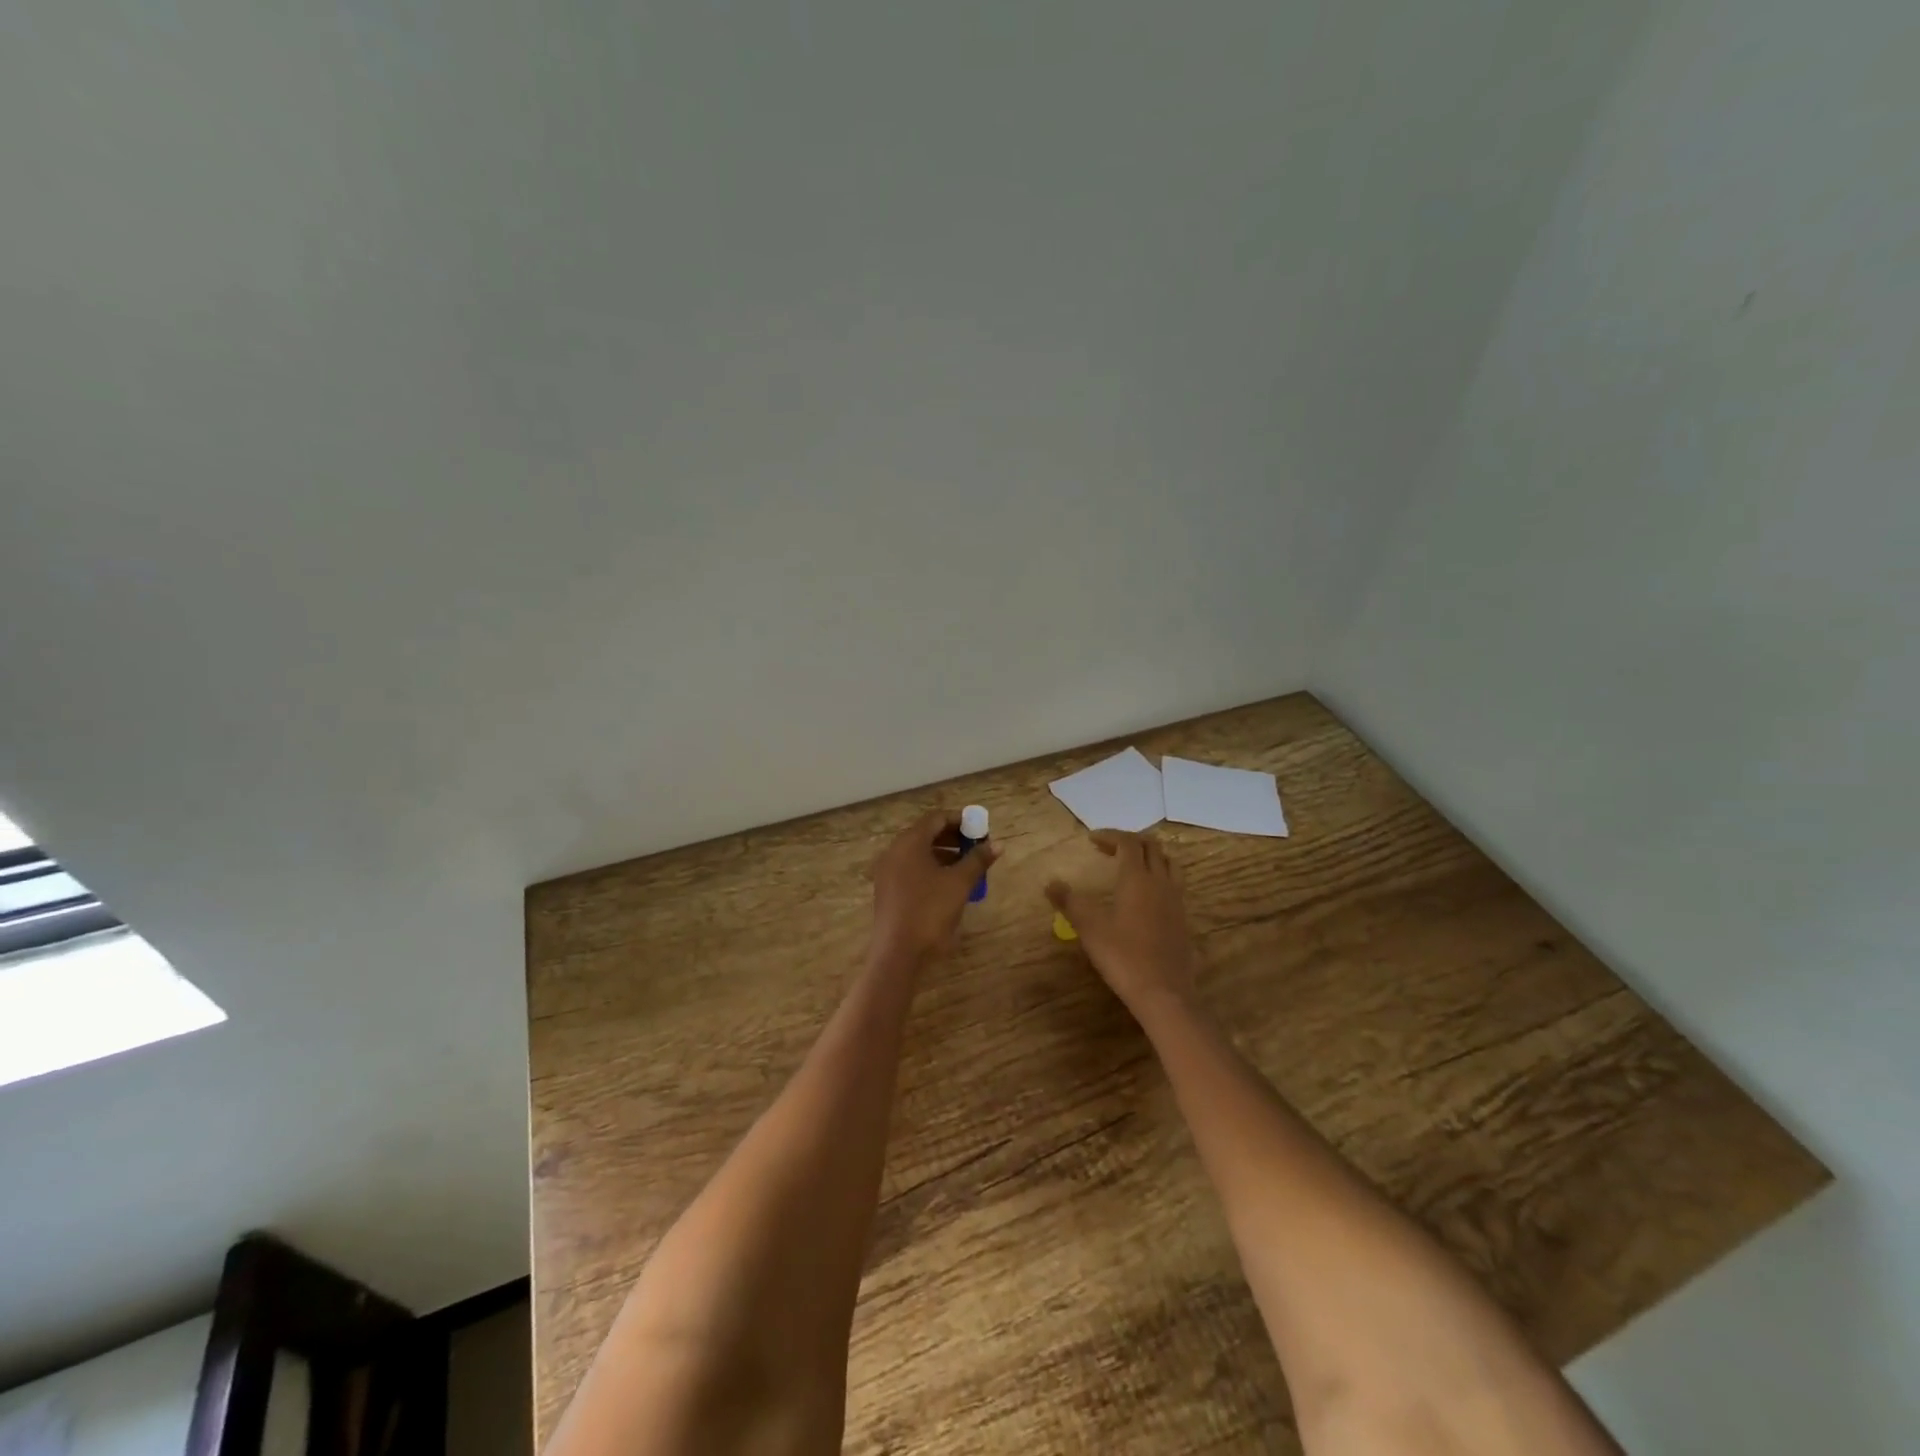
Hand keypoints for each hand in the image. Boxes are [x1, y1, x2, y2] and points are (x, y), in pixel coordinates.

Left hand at [870, 810, 998, 969]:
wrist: (898, 953)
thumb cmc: (930, 911)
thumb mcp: (960, 884)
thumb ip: (978, 860)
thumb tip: (997, 844)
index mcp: (909, 843)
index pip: (936, 818)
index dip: (960, 820)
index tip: (980, 830)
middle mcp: (894, 851)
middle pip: (926, 833)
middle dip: (953, 837)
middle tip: (976, 847)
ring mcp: (887, 872)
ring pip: (918, 853)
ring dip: (943, 854)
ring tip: (967, 866)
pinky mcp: (887, 890)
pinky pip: (911, 869)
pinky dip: (930, 868)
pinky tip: (948, 884)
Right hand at [1047, 831, 1197, 1015]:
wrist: (1164, 993)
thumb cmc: (1123, 956)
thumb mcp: (1089, 928)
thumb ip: (1069, 902)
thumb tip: (1050, 884)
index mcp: (1137, 878)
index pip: (1128, 843)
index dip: (1110, 836)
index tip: (1091, 839)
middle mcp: (1160, 882)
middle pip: (1152, 847)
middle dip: (1130, 841)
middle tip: (1108, 849)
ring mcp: (1176, 901)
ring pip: (1169, 863)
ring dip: (1150, 856)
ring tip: (1131, 865)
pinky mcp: (1183, 919)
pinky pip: (1174, 884)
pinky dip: (1159, 876)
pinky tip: (1146, 896)